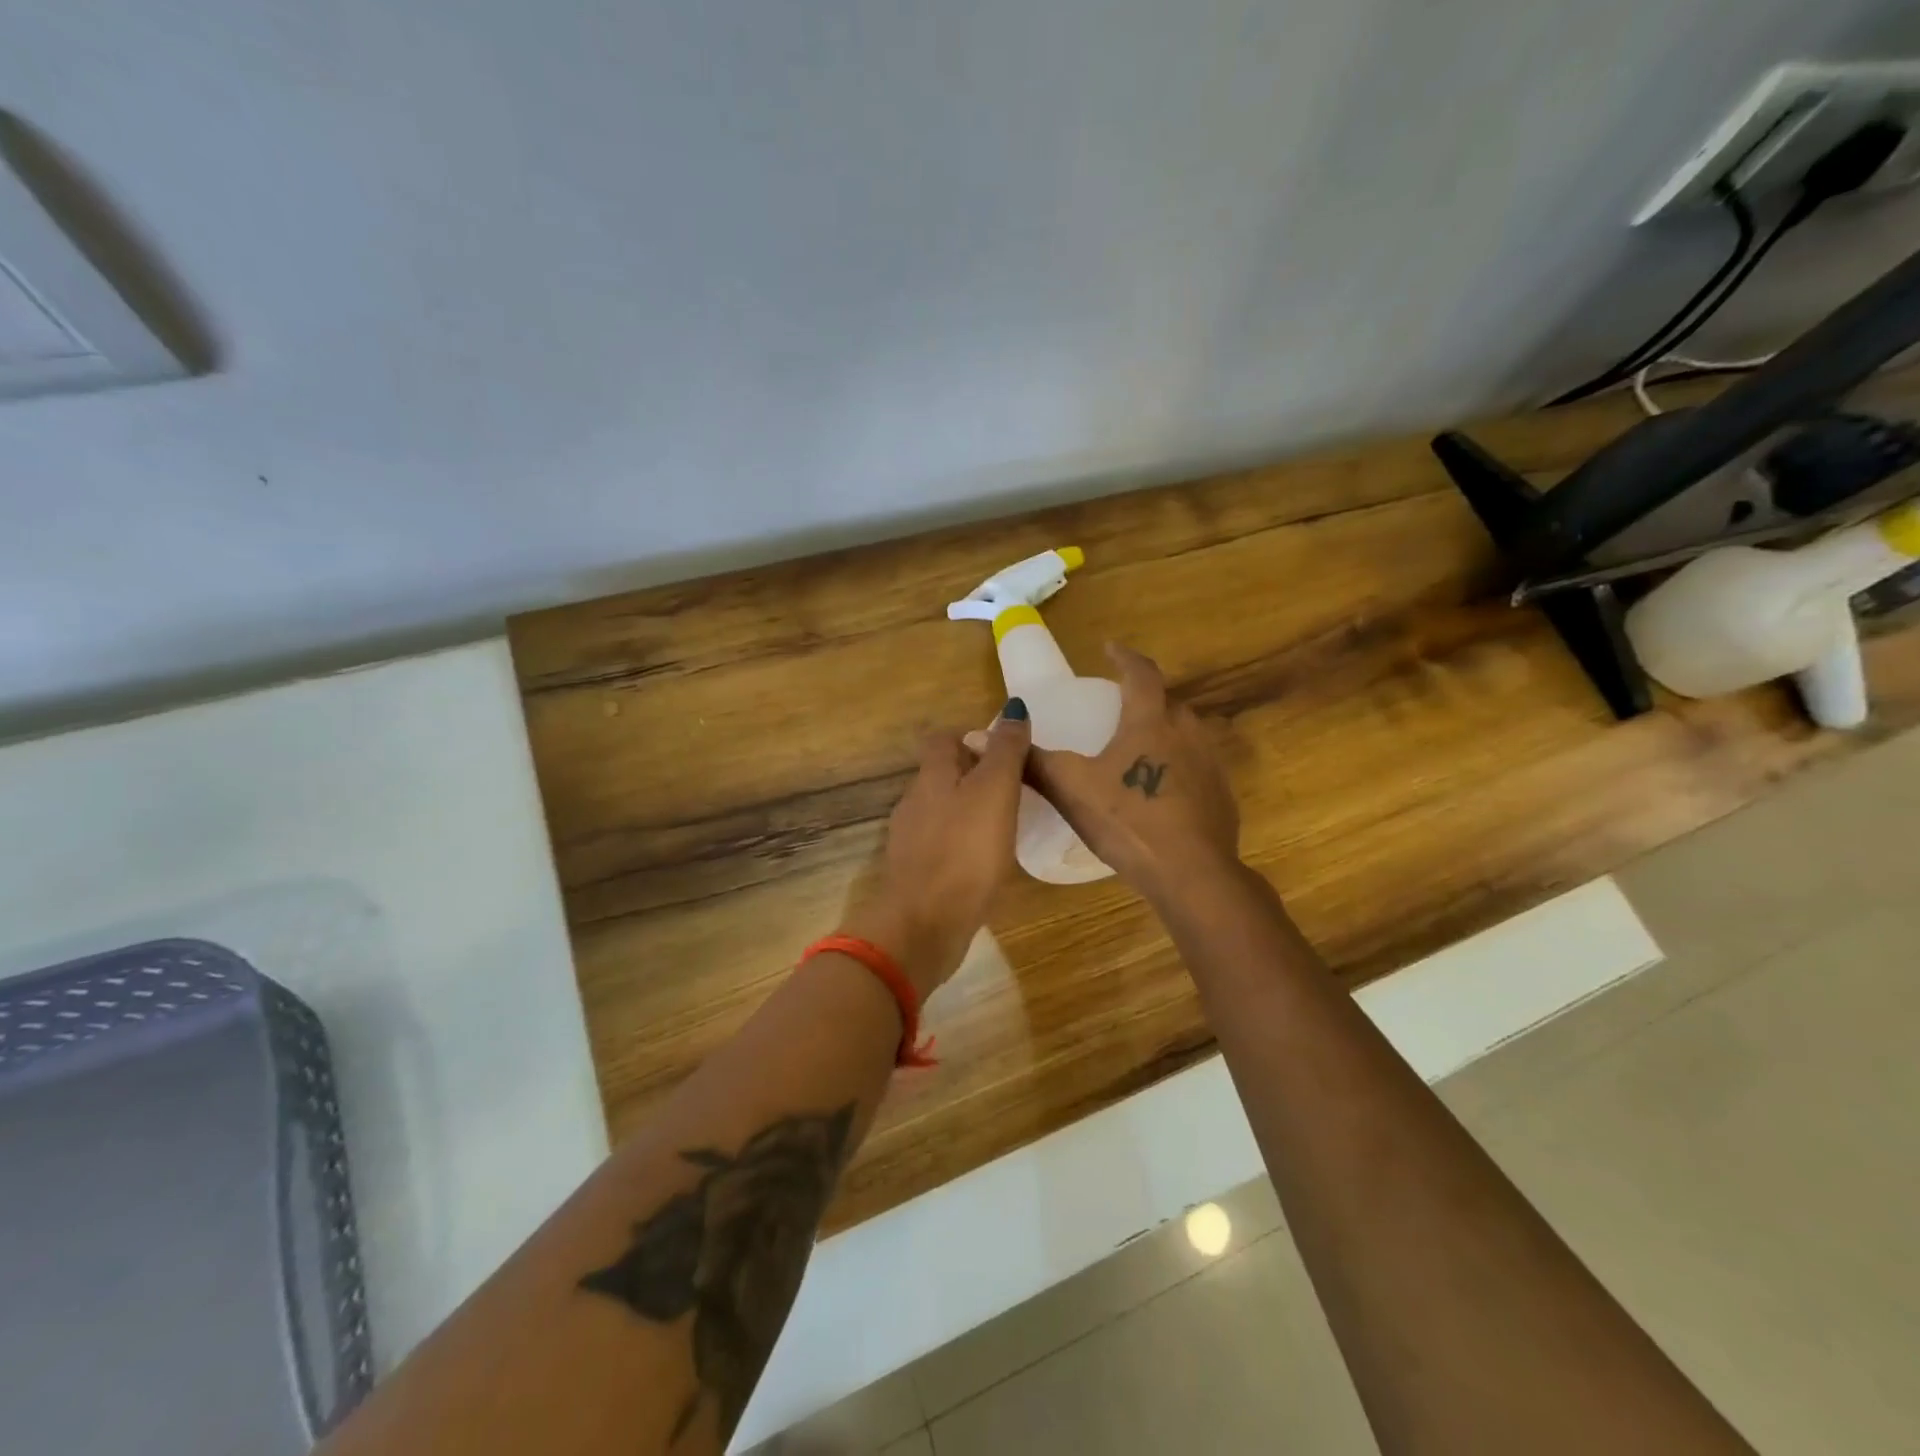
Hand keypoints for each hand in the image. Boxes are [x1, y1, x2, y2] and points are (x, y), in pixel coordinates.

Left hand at [840, 702, 1031, 1000]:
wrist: (925, 924)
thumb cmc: (964, 851)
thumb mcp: (994, 792)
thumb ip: (1005, 751)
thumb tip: (1012, 708)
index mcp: (931, 777)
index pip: (942, 738)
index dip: (971, 736)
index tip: (1004, 751)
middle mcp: (915, 802)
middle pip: (942, 774)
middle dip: (974, 774)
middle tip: (1015, 788)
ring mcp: (911, 840)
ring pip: (942, 810)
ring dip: (969, 810)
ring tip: (1006, 824)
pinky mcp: (917, 873)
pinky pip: (942, 844)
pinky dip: (963, 843)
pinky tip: (985, 861)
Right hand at [1027, 643, 1240, 907]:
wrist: (1193, 874)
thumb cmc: (1129, 821)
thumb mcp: (1072, 789)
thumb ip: (1033, 762)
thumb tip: (982, 738)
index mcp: (1151, 722)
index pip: (1141, 674)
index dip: (1124, 657)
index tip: (1111, 649)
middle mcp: (1187, 733)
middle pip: (1168, 702)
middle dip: (1145, 698)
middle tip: (1119, 707)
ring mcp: (1211, 765)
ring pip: (1186, 735)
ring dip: (1164, 732)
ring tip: (1139, 748)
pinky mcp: (1222, 797)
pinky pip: (1197, 768)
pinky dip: (1178, 768)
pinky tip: (1160, 792)